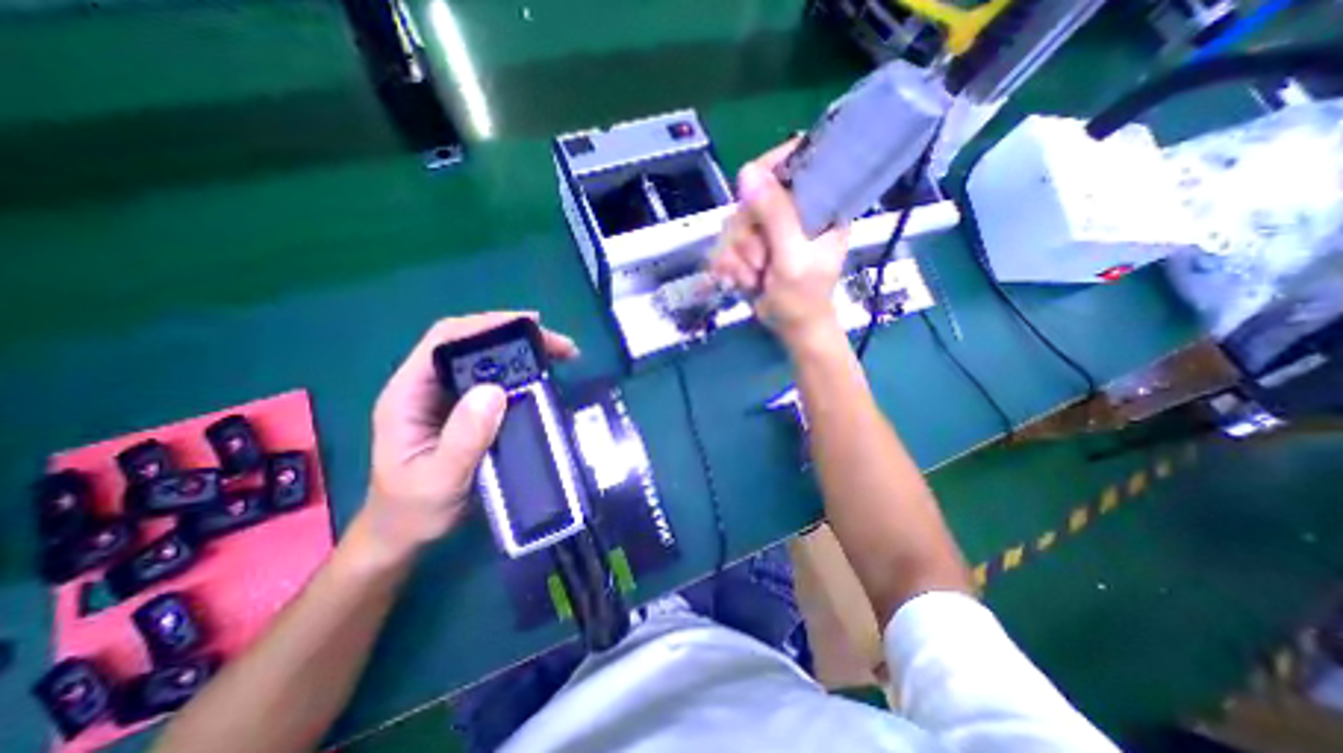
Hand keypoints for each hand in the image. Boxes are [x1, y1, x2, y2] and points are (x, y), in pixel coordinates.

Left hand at [362, 309, 575, 562]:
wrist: (406, 533)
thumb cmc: (414, 510)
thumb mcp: (438, 480)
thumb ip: (463, 438)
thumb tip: (496, 390)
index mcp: (409, 394)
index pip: (444, 340)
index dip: (486, 325)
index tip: (529, 325)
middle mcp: (428, 388)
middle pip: (471, 344)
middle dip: (515, 336)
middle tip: (557, 345)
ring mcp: (449, 399)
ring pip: (486, 361)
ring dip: (523, 354)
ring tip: (560, 356)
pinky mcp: (467, 411)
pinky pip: (497, 382)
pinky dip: (523, 375)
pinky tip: (544, 379)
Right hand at [714, 141, 846, 345]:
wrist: (792, 329)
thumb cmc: (804, 298)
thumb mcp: (793, 257)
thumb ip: (776, 215)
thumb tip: (748, 171)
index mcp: (818, 204)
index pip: (795, 161)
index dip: (770, 169)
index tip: (753, 196)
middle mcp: (792, 210)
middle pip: (753, 197)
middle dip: (748, 235)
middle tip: (760, 262)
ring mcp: (769, 229)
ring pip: (735, 223)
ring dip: (737, 256)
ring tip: (752, 277)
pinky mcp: (752, 246)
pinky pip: (726, 243)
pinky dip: (728, 264)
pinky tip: (738, 280)